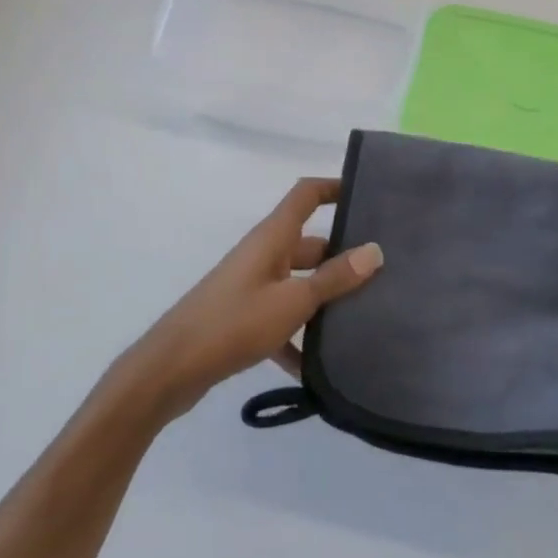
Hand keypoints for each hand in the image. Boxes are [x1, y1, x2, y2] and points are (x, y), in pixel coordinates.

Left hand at [114, 178, 382, 421]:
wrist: (171, 369)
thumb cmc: (233, 323)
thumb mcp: (292, 301)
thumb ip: (334, 278)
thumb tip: (375, 250)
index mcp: (271, 238)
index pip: (305, 195)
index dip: (334, 187)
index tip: (369, 194)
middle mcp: (263, 255)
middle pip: (310, 244)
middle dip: (344, 256)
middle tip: (386, 272)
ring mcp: (252, 287)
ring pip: (299, 284)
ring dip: (326, 299)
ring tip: (367, 317)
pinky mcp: (244, 319)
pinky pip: (282, 320)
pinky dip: (300, 339)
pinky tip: (321, 369)